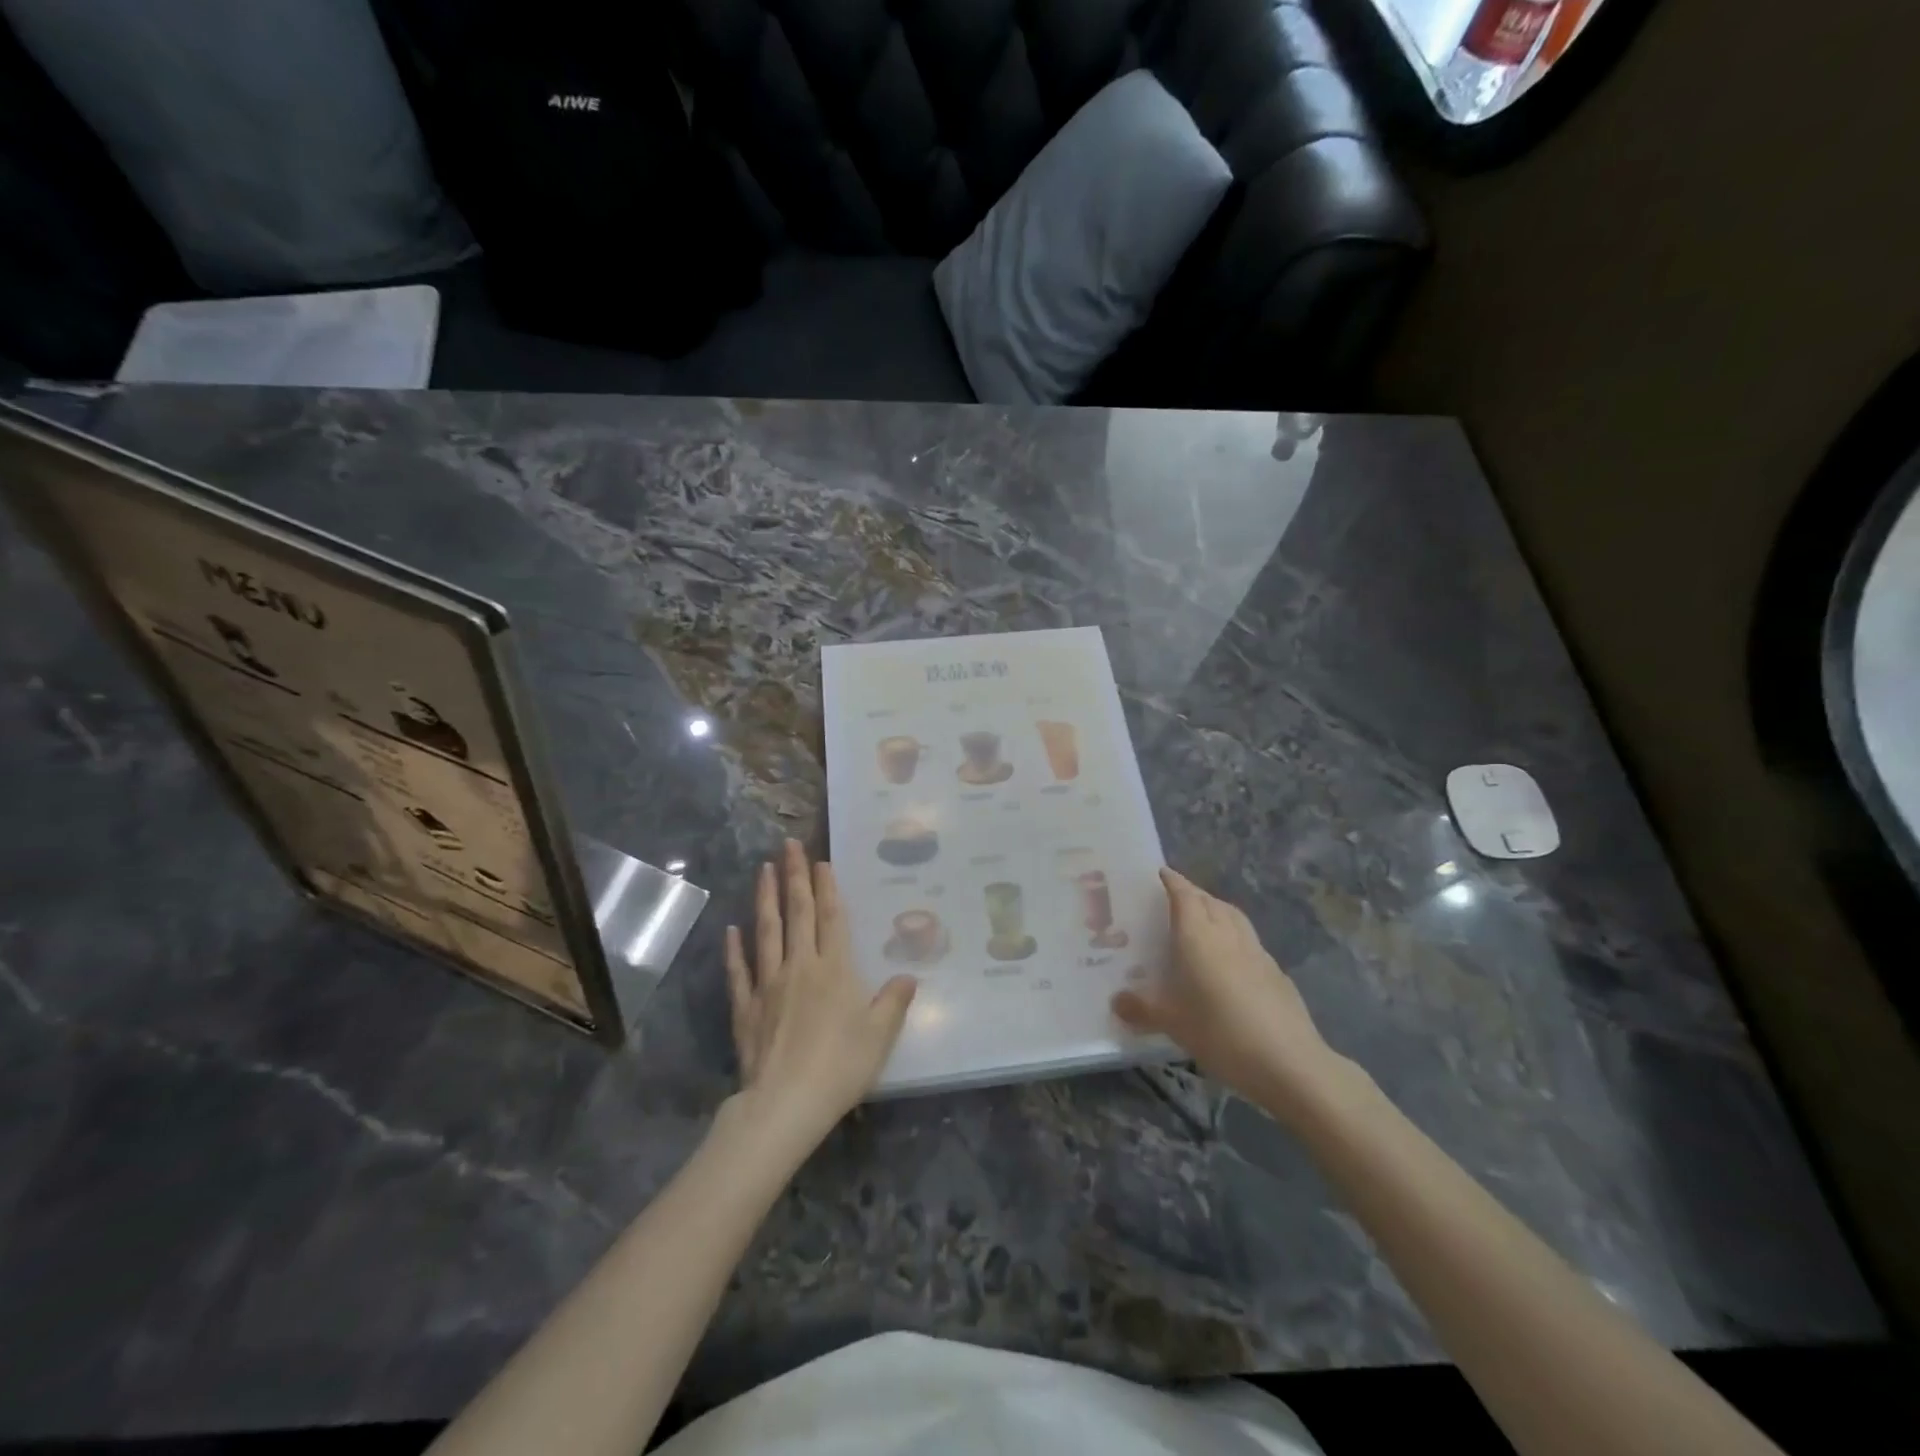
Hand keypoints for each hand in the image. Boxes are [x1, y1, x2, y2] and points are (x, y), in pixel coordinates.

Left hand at [723, 840, 916, 1156]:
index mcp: (835, 969)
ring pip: (766, 932)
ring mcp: (769, 984)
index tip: (820, 861)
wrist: (786, 1103)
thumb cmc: (840, 1066)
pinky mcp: (746, 1007)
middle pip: (797, 914)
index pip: (831, 918)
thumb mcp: (880, 1035)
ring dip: (765, 899)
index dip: (827, 888)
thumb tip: (909, 976)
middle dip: (794, 877)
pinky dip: (734, 950)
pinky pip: (740, 972)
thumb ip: (894, 1001)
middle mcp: (800, 966)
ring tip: (762, 869)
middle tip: (787, 845)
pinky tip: (731, 931)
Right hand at [1113, 867, 1347, 1123]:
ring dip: (1216, 909)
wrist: (1288, 1061)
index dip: (1172, 881)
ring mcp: (1256, 951)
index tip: (1160, 873)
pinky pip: (1248, 941)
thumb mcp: (1172, 1023)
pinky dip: (1234, 936)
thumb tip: (1116, 1001)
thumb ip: (1141, 1009)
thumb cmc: (1220, 1032)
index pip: (1184, 895)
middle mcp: (1227, 934)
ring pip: (1233, 917)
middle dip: (1192, 894)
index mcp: (1198, 936)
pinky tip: (1230, 958)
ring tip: (1202, 919)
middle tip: (1174, 898)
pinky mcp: (1276, 972)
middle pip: (1209, 901)